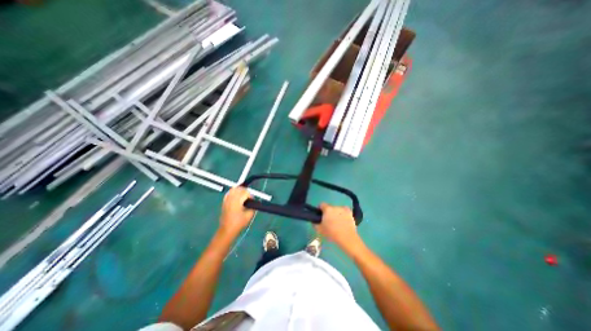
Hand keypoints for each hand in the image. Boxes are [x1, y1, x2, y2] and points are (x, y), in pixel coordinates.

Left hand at [218, 187, 252, 233]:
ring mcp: (227, 200)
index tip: (252, 201)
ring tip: (244, 195)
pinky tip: (237, 195)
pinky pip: (229, 193)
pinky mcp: (224, 202)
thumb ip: (253, 206)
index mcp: (237, 201)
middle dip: (245, 191)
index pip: (245, 192)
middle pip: (239, 189)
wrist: (227, 230)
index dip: (250, 196)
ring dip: (240, 190)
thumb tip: (254, 201)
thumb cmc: (239, 223)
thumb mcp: (249, 215)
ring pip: (233, 189)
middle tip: (249, 198)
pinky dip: (234, 192)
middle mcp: (231, 199)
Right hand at [314, 202, 359, 249]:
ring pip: (337, 209)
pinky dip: (343, 214)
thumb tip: (314, 220)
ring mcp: (343, 209)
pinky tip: (343, 220)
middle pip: (330, 207)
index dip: (320, 209)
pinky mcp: (349, 212)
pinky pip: (344, 211)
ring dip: (335, 213)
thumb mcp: (319, 230)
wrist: (346, 238)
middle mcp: (335, 207)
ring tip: (337, 222)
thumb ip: (315, 223)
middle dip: (328, 212)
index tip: (320, 215)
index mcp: (327, 209)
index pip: (321, 204)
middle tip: (329, 221)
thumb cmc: (331, 233)